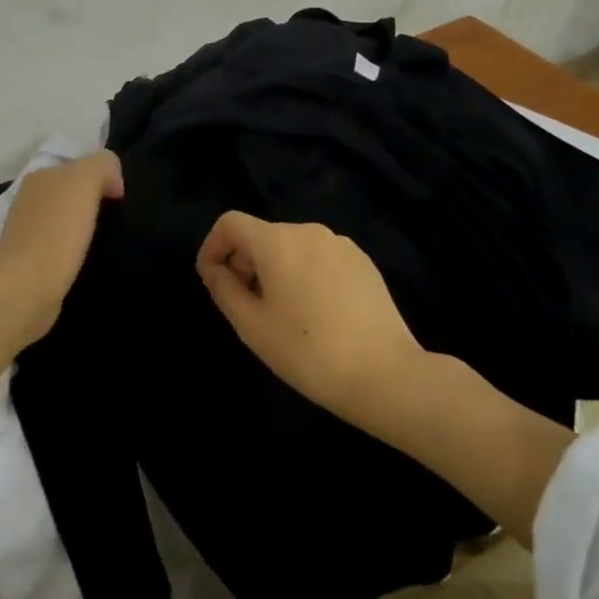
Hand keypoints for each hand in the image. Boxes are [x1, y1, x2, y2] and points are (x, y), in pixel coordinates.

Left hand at [0, 150, 124, 346]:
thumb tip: (112, 181)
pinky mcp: (28, 260)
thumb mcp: (84, 181)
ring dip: (82, 226)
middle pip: (70, 192)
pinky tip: (82, 259)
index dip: (104, 178)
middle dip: (93, 202)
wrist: (26, 287)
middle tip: (113, 221)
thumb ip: (102, 165)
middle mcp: (28, 198)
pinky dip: (72, 249)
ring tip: (101, 242)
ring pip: (64, 218)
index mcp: (40, 175)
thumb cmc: (57, 231)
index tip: (119, 201)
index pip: (80, 166)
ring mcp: (25, 230)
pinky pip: (58, 244)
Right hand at [195, 212, 423, 426]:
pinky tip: (317, 314)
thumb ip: (224, 290)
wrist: (386, 375)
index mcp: (277, 241)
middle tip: (246, 306)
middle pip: (262, 235)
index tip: (212, 281)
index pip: (230, 223)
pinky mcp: (363, 262)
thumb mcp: (252, 326)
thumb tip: (216, 270)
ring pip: (292, 248)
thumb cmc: (308, 351)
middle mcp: (308, 231)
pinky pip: (320, 258)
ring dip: (275, 271)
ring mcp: (341, 245)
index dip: (212, 247)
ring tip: (282, 314)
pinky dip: (305, 275)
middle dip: (244, 263)